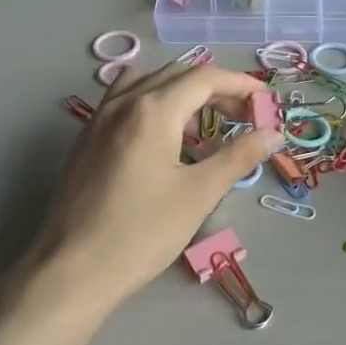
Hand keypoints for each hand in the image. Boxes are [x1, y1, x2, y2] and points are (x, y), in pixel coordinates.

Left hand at [27, 60, 282, 310]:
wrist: (72, 269)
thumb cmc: (141, 232)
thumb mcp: (198, 194)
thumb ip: (238, 157)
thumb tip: (273, 135)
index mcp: (153, 109)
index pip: (205, 78)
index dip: (240, 84)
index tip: (265, 100)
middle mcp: (123, 102)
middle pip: (177, 74)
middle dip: (215, 88)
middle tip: (242, 114)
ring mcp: (99, 118)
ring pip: (147, 82)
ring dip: (181, 91)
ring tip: (202, 124)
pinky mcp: (86, 138)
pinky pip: (124, 100)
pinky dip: (152, 103)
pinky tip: (162, 139)